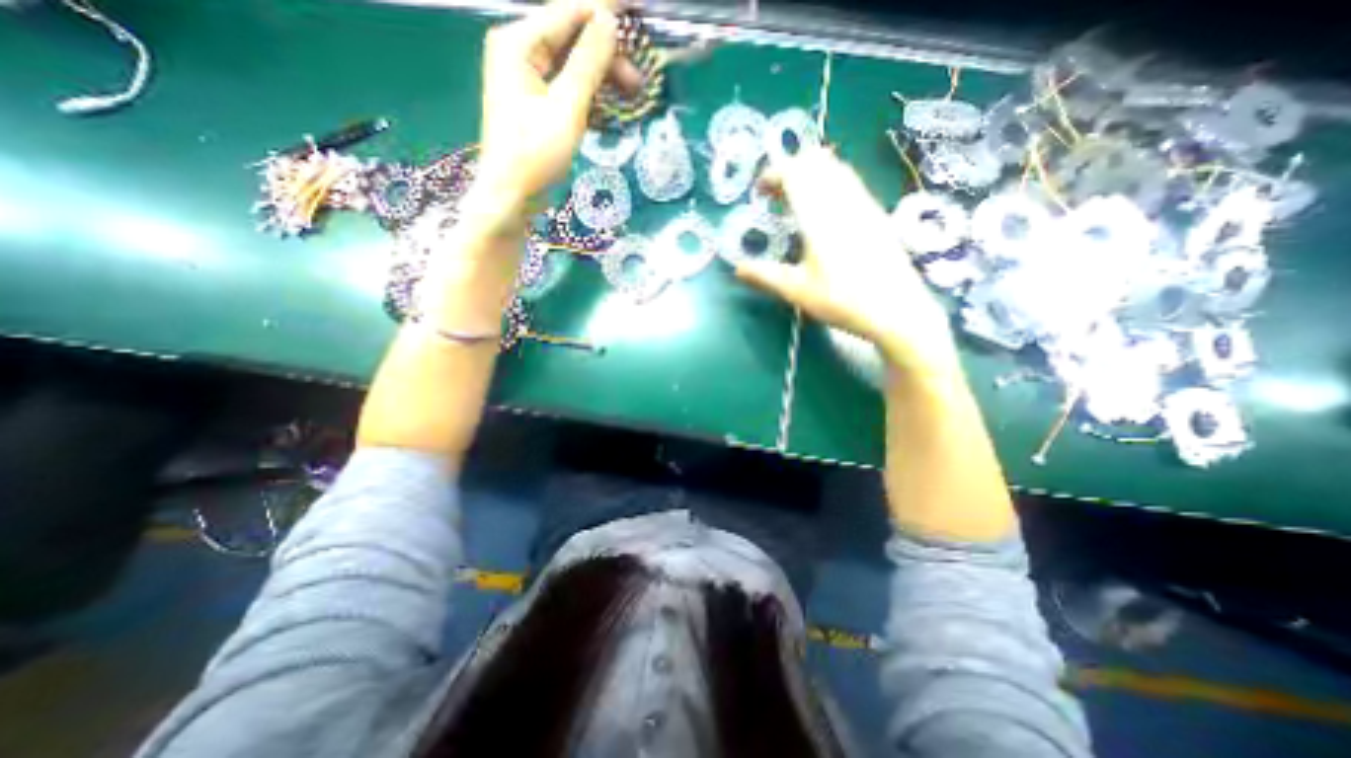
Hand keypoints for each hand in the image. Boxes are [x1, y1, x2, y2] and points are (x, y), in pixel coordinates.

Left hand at [475, 0, 632, 205]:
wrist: (511, 195)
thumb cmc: (535, 153)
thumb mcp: (566, 108)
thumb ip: (588, 63)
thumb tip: (609, 21)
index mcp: (518, 42)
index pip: (567, 12)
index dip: (603, 10)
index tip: (637, 9)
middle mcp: (520, 51)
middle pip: (571, 39)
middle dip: (606, 54)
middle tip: (638, 78)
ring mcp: (527, 78)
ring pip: (572, 65)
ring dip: (602, 76)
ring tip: (632, 93)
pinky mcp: (536, 103)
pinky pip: (567, 86)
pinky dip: (589, 93)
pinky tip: (610, 104)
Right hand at [738, 148, 958, 376]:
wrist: (896, 310)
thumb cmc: (842, 300)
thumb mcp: (797, 291)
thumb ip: (765, 276)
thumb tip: (737, 269)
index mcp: (819, 215)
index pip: (795, 172)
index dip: (773, 174)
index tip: (759, 192)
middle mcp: (843, 201)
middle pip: (816, 162)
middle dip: (790, 170)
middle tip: (775, 195)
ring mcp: (864, 205)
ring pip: (836, 169)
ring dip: (811, 176)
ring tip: (796, 203)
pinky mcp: (876, 215)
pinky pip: (850, 183)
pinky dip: (829, 184)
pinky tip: (823, 214)